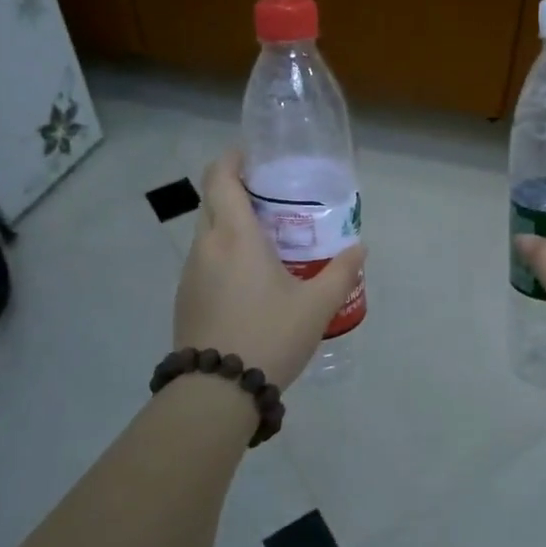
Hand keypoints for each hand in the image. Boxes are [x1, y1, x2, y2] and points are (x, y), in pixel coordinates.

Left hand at [173, 151, 365, 390]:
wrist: (216, 391)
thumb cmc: (269, 336)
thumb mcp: (316, 306)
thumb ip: (341, 273)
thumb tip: (360, 248)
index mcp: (235, 236)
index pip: (221, 177)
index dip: (232, 158)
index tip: (253, 155)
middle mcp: (206, 246)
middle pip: (213, 201)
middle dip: (236, 189)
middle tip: (272, 197)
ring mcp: (190, 273)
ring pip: (207, 233)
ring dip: (230, 225)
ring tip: (266, 240)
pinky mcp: (185, 298)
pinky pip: (204, 261)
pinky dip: (223, 254)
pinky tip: (249, 280)